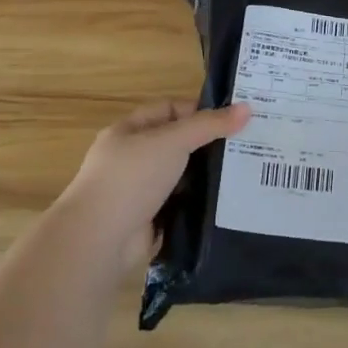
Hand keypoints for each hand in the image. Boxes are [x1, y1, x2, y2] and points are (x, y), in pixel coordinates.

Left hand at [56, 99, 250, 273]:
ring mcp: (140, 191)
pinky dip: (200, 203)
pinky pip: (181, 204)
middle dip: (209, 144)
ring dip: (206, 176)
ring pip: (182, 175)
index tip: (234, 119)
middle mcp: (133, 158)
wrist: (99, 240)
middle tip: (248, 144)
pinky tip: (228, 201)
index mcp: (129, 131)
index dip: (200, 110)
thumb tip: (247, 108)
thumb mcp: (173, 141)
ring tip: (246, 172)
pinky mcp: (150, 219)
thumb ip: (209, 125)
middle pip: (178, 143)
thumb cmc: (132, 178)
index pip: (169, 109)